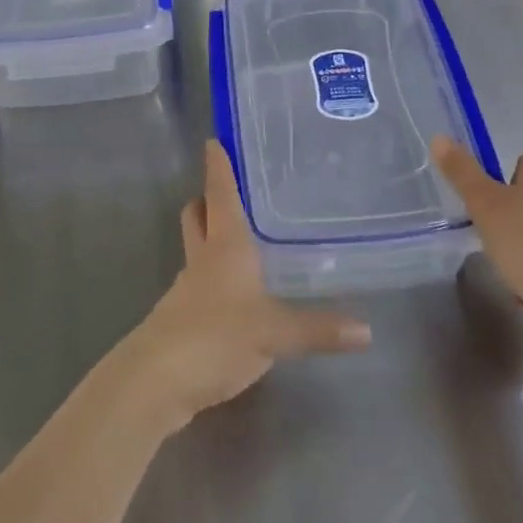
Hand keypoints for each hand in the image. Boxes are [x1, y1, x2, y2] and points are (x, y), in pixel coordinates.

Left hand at [121, 141, 371, 434]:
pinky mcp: (181, 319)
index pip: (220, 194)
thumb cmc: (215, 336)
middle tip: (229, 190)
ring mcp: (187, 289)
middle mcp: (203, 259)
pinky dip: (212, 277)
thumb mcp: (274, 333)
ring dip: (209, 237)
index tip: (214, 140)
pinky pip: (199, 285)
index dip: (218, 167)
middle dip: (207, 199)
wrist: (155, 381)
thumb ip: (319, 330)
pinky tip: (235, 294)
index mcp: (225, 245)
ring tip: (242, 239)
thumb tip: (367, 331)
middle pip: (198, 216)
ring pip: (196, 249)